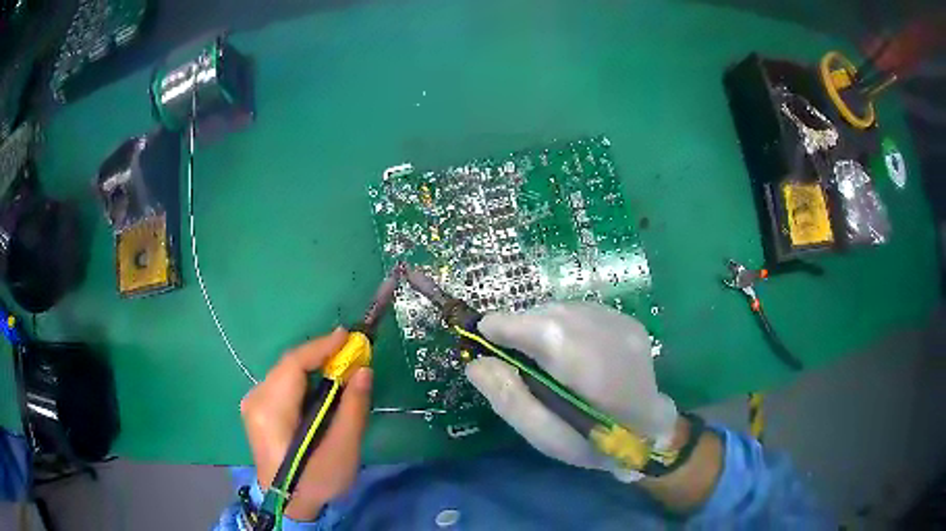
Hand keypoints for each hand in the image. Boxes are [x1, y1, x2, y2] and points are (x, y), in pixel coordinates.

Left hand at [240, 328, 372, 519]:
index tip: (349, 336)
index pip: (293, 365)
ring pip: (285, 373)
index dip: (321, 347)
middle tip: (351, 355)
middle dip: (320, 356)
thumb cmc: (316, 480)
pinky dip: (303, 380)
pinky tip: (320, 388)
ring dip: (313, 367)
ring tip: (340, 369)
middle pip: (288, 366)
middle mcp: (255, 400)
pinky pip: (281, 383)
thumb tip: (364, 370)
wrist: (288, 504)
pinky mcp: (256, 409)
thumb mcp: (342, 450)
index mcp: (271, 410)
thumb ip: (353, 409)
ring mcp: (252, 404)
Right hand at [466, 302, 678, 476]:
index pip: (533, 328)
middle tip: (511, 354)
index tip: (482, 340)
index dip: (501, 330)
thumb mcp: (545, 437)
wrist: (650, 430)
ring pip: (562, 309)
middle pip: (545, 314)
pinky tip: (570, 351)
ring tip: (541, 355)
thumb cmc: (594, 441)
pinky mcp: (626, 319)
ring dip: (542, 326)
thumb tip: (475, 363)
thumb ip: (510, 399)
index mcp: (586, 366)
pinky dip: (565, 325)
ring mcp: (620, 321)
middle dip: (520, 329)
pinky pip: (581, 311)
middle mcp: (605, 331)